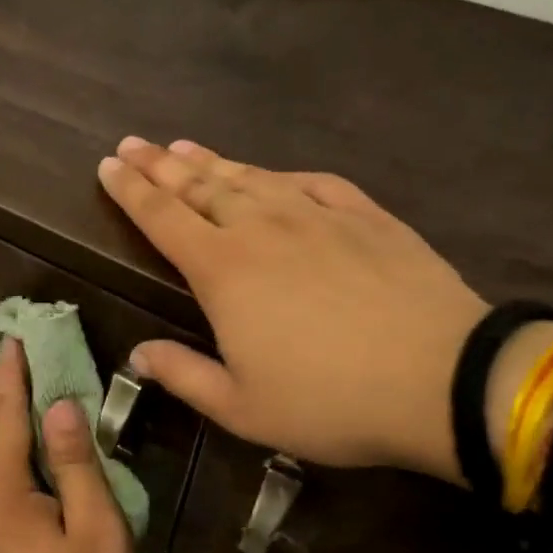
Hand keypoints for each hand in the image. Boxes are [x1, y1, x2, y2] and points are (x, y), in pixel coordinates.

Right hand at [98, 138, 487, 478]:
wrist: (445, 380)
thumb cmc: (330, 402)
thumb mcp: (242, 408)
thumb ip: (184, 376)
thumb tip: (139, 355)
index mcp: (223, 271)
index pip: (162, 218)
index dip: (130, 191)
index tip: (107, 166)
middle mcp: (262, 228)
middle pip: (199, 186)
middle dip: (160, 165)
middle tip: (133, 144)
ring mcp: (317, 216)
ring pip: (250, 177)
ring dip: (211, 162)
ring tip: (183, 147)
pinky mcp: (365, 216)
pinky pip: (312, 183)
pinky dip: (281, 175)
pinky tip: (272, 174)